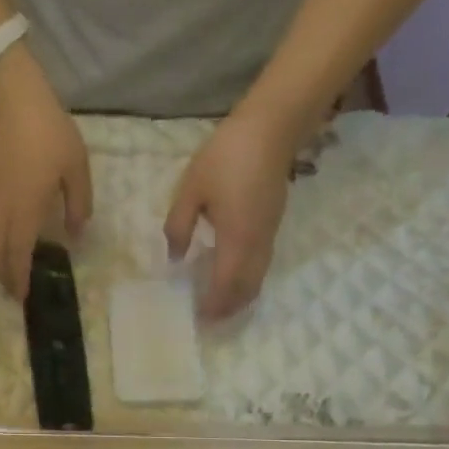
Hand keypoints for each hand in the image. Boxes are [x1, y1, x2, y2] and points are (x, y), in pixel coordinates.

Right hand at [0, 48, 91, 302]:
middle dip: (5, 275)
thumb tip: (74, 234)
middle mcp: (2, 209)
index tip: (24, 296)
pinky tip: (7, 242)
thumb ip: (78, 205)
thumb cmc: (49, 132)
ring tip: (10, 273)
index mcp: (25, 208)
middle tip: (15, 292)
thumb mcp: (77, 168)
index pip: (19, 253)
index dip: (20, 277)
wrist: (13, 98)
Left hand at [163, 110, 297, 319]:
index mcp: (236, 239)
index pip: (225, 284)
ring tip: (219, 303)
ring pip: (258, 277)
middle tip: (210, 319)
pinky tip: (231, 273)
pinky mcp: (273, 224)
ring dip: (240, 295)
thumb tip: (175, 258)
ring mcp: (269, 234)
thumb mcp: (191, 190)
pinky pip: (261, 263)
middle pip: (247, 288)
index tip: (199, 319)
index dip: (214, 304)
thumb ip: (179, 227)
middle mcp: (257, 243)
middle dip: (229, 307)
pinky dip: (247, 278)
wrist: (271, 129)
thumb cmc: (226, 157)